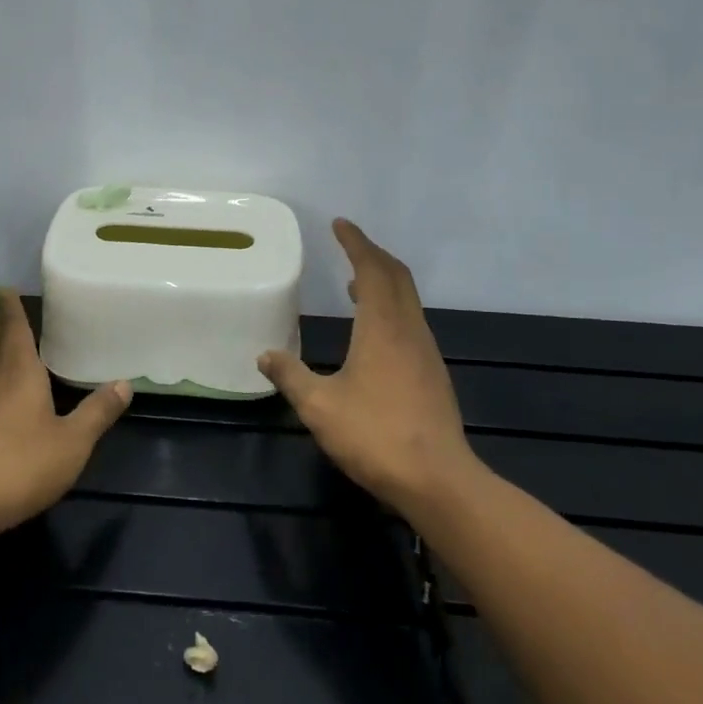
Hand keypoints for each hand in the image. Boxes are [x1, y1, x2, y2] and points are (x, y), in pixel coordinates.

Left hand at [0, 290, 131, 535]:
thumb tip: (124, 383)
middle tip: (9, 315)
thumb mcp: (73, 442)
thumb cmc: (21, 465)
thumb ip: (97, 412)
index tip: (5, 288)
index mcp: (19, 373)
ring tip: (3, 349)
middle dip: (1, 328)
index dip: (11, 308)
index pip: (14, 330)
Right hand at [258, 219, 476, 514]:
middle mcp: (408, 329)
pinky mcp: (433, 372)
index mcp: (382, 327)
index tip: (340, 224)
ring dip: (384, 281)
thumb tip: (265, 355)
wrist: (437, 479)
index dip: (355, 243)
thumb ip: (290, 376)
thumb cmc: (375, 435)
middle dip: (373, 254)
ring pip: (408, 299)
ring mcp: (425, 351)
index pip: (370, 269)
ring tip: (354, 284)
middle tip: (349, 244)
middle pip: (397, 277)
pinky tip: (374, 331)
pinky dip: (392, 307)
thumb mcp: (319, 406)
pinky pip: (411, 321)